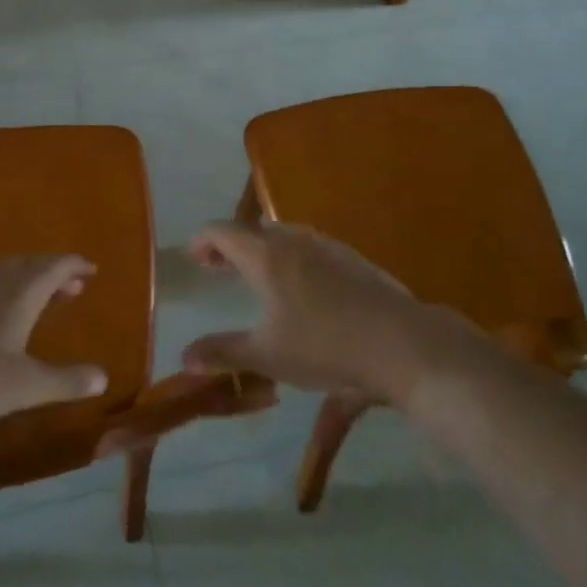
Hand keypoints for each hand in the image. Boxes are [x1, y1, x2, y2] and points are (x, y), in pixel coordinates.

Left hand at [0, 255, 109, 429]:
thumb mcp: (23, 387)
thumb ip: (65, 381)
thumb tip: (103, 377)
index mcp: (21, 289)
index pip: (57, 266)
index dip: (75, 266)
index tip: (89, 270)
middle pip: (30, 264)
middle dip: (52, 273)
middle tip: (68, 286)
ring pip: (1, 269)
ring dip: (22, 277)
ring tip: (29, 295)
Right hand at [182, 222, 471, 406]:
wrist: (401, 343)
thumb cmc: (326, 347)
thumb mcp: (269, 356)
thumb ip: (224, 353)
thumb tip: (185, 357)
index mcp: (265, 255)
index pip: (221, 230)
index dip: (202, 241)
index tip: (195, 261)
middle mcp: (292, 239)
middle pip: (251, 230)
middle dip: (230, 246)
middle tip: (219, 271)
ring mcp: (325, 244)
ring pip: (281, 235)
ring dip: (261, 250)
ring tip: (257, 279)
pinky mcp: (350, 256)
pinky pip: (307, 246)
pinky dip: (289, 257)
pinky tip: (302, 289)